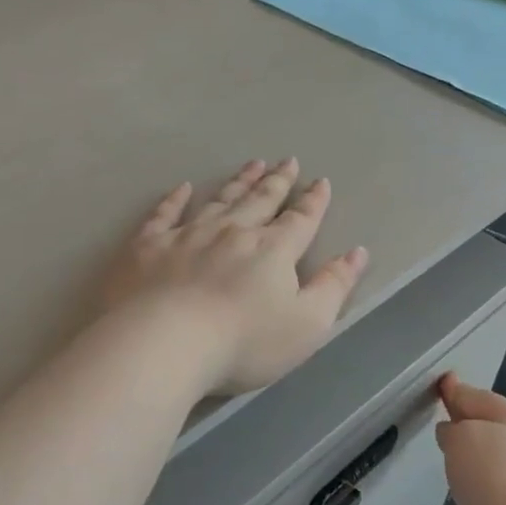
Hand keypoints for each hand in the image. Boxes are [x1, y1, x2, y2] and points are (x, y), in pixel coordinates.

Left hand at [101, 159, 368, 394]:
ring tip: (251, 165)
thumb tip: (357, 252)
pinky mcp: (149, 246)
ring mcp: (188, 235)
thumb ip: (334, 286)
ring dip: (238, 182)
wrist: (165, 343)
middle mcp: (233, 232)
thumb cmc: (244, 342)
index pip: (300, 220)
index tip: (320, 182)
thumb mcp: (307, 324)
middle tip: (287, 161)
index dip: (313, 202)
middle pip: (260, 201)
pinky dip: (174, 200)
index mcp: (273, 251)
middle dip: (277, 181)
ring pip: (219, 200)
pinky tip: (181, 188)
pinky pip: (164, 214)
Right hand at [435, 375, 505, 504]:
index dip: (457, 389)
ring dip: (475, 451)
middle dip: (468, 420)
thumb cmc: (493, 474)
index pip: (479, 396)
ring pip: (495, 454)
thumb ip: (452, 429)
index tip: (442, 382)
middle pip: (491, 424)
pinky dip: (481, 477)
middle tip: (443, 419)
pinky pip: (497, 481)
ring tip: (452, 456)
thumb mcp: (462, 437)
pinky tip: (469, 486)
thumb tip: (453, 432)